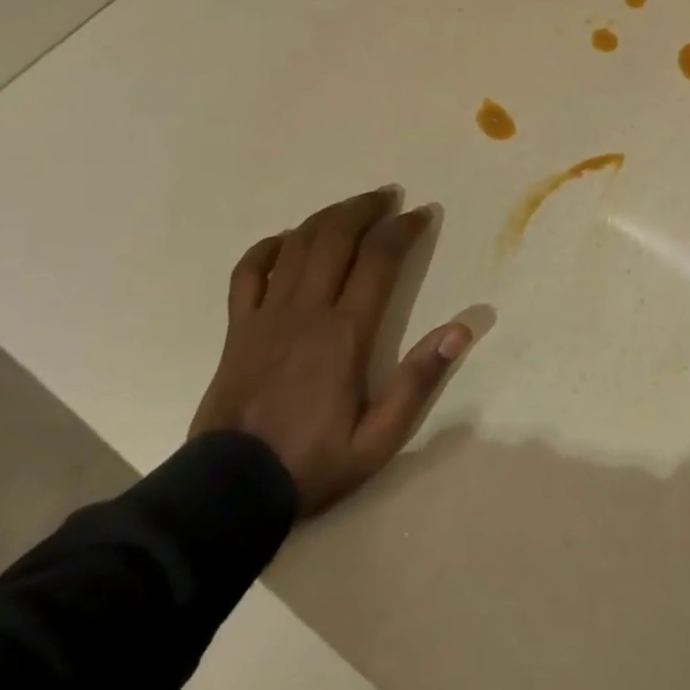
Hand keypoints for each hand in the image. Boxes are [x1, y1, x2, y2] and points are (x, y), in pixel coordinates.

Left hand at [189, 188, 472, 516]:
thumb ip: (419, 381)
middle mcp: (306, 311)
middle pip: (336, 238)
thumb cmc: (313, 463)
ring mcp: (266, 316)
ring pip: (297, 245)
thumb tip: (461, 330)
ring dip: (328, 217)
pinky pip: (249, 272)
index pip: (379, 260)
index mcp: (344, 333)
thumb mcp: (380, 438)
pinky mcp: (238, 329)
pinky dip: (269, 247)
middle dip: (366, 209)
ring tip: (352, 206)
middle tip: (389, 197)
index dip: (403, 229)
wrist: (228, 493)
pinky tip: (287, 240)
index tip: (422, 215)